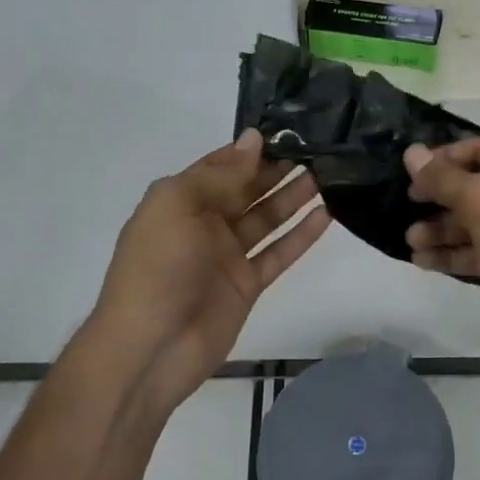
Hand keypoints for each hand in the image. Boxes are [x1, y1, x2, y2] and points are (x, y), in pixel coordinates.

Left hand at [80, 130, 328, 417]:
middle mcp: (204, 223)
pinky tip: (326, 216)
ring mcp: (227, 256)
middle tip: (319, 151)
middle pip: (248, 190)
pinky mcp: (247, 285)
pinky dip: (300, 236)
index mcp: (181, 200)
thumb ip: (220, 174)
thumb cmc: (158, 267)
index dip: (252, 150)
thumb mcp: (178, 206)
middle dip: (278, 170)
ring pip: (267, 219)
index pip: (222, 165)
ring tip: (329, 176)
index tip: (290, 131)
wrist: (150, 348)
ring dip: (294, 198)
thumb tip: (254, 138)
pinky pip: (278, 254)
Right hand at [404, 139, 479, 352]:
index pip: (479, 150)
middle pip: (476, 188)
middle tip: (406, 209)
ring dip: (443, 231)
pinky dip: (455, 255)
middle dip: (439, 200)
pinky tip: (425, 261)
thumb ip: (443, 177)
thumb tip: (411, 153)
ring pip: (476, 224)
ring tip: (410, 241)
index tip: (411, 175)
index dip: (443, 160)